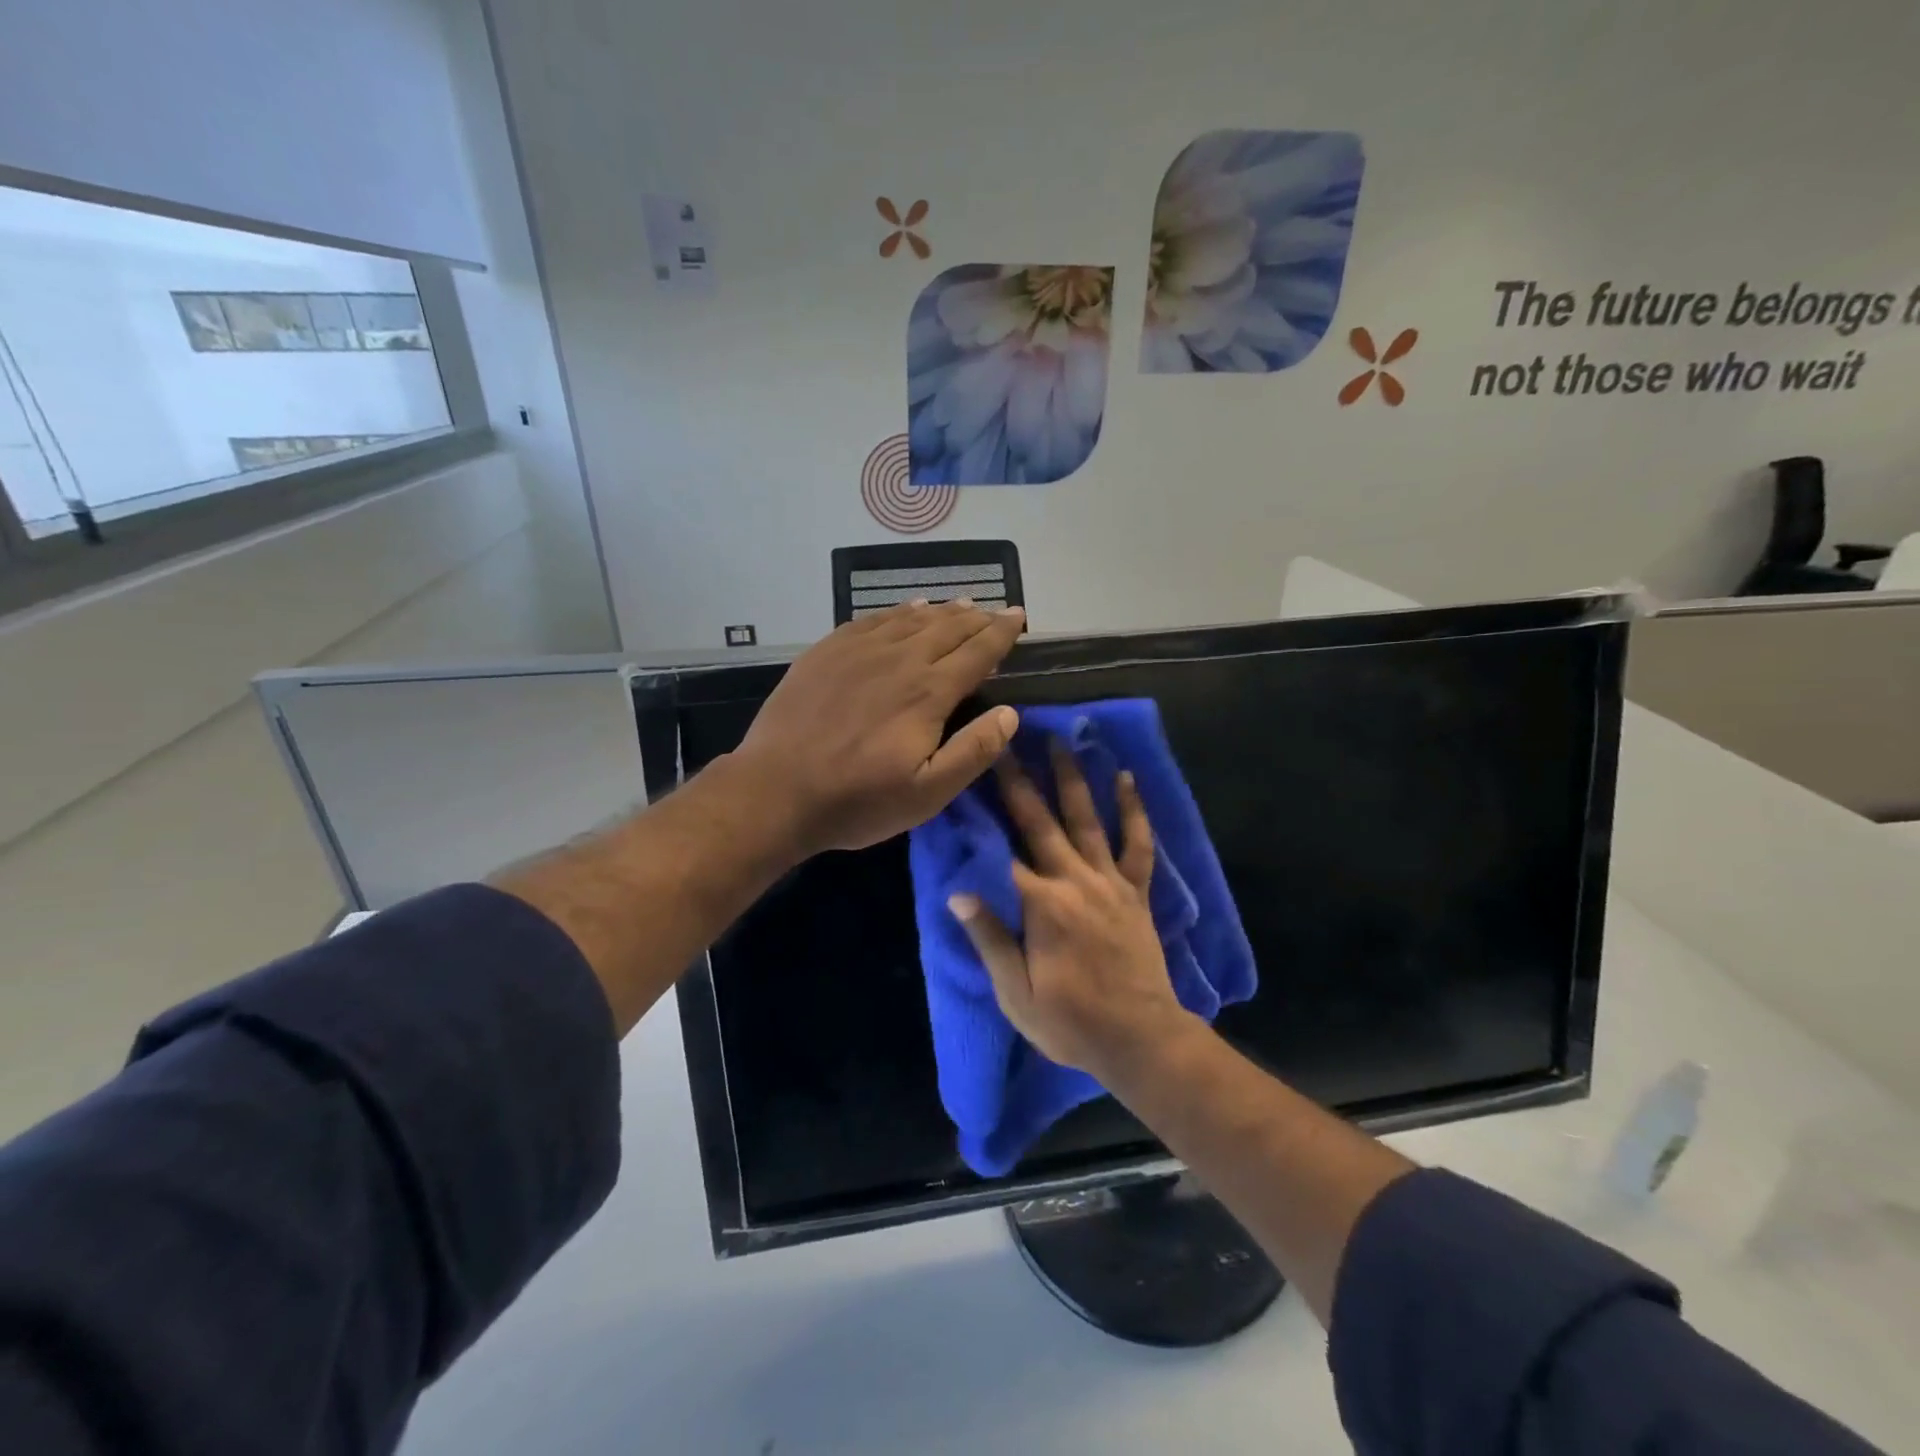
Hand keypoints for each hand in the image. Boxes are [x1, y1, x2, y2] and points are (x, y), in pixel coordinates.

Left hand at [733, 599, 1025, 854]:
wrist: (775, 790)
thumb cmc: (858, 800)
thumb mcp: (927, 794)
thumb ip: (973, 751)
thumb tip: (1009, 713)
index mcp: (928, 692)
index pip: (977, 651)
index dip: (1002, 633)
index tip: (1019, 616)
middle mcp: (898, 659)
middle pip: (947, 627)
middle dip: (977, 618)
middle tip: (997, 611)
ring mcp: (858, 651)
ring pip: (911, 619)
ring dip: (942, 610)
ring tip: (961, 605)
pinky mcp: (826, 652)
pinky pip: (872, 619)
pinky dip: (897, 611)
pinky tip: (907, 609)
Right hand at [949, 741, 1191, 1078]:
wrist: (1140, 1040)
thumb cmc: (1069, 1022)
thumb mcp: (1015, 992)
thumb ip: (988, 938)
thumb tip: (957, 891)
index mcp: (1040, 905)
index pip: (1000, 851)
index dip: (978, 816)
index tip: (963, 781)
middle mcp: (1074, 881)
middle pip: (1040, 822)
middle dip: (1019, 780)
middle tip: (1005, 740)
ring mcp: (1109, 882)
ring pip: (1087, 819)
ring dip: (1072, 777)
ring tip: (1060, 740)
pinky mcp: (1136, 891)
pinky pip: (1137, 843)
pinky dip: (1133, 809)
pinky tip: (1126, 777)